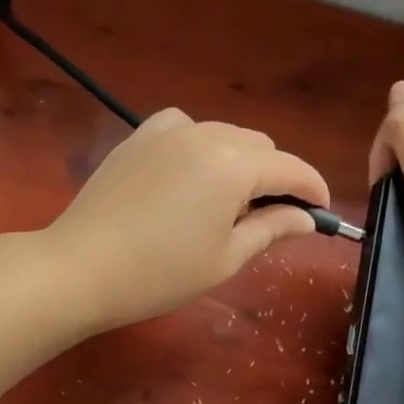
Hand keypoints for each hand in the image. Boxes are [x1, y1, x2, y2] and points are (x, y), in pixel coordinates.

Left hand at [45, 109, 329, 331]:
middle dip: (274, 177)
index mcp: (233, 164)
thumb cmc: (159, 273)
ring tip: (226, 202)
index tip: (322, 212)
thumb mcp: (226, 257)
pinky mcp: (138, 136)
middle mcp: (205, 134)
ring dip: (239, 161)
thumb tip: (305, 217)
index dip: (313, 189)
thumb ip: (272, 228)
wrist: (81, 267)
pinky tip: (189, 176)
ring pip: (224, 135)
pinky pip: (186, 130)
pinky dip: (201, 147)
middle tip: (268, 218)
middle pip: (259, 146)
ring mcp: (167, 130)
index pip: (291, 168)